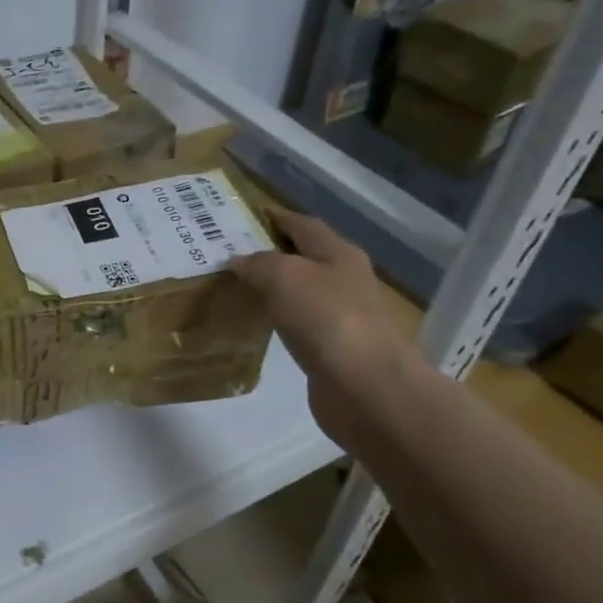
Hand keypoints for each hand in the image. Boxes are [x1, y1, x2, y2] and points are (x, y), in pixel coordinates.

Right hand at [229, 205, 422, 442]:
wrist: (366, 387)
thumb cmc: (326, 319)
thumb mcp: (283, 277)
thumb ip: (259, 264)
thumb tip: (240, 261)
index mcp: (339, 254)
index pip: (304, 225)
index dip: (278, 218)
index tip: (250, 215)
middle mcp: (347, 280)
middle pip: (308, 257)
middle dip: (275, 253)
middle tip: (236, 254)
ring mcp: (345, 317)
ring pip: (305, 292)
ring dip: (278, 288)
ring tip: (242, 288)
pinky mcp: (337, 350)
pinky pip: (303, 324)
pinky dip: (282, 319)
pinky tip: (263, 325)